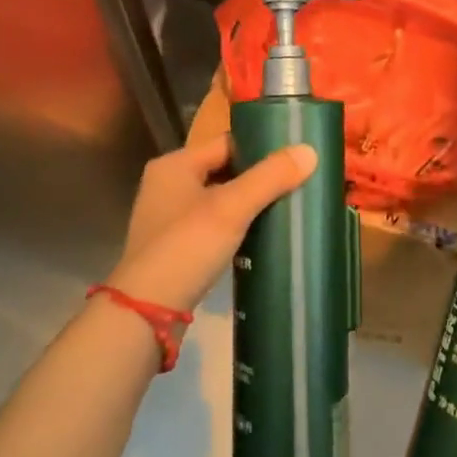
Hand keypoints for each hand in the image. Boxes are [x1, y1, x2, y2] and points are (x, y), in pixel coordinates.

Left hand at [104, 133, 317, 313]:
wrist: (146, 313)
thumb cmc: (187, 247)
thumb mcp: (232, 208)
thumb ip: (270, 177)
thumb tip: (310, 151)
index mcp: (175, 165)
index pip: (227, 142)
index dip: (260, 148)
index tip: (294, 159)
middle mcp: (167, 184)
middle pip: (223, 169)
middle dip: (257, 177)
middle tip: (296, 183)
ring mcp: (168, 217)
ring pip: (219, 198)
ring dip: (247, 203)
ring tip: (284, 208)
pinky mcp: (174, 246)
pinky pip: (212, 224)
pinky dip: (234, 226)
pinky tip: (258, 236)